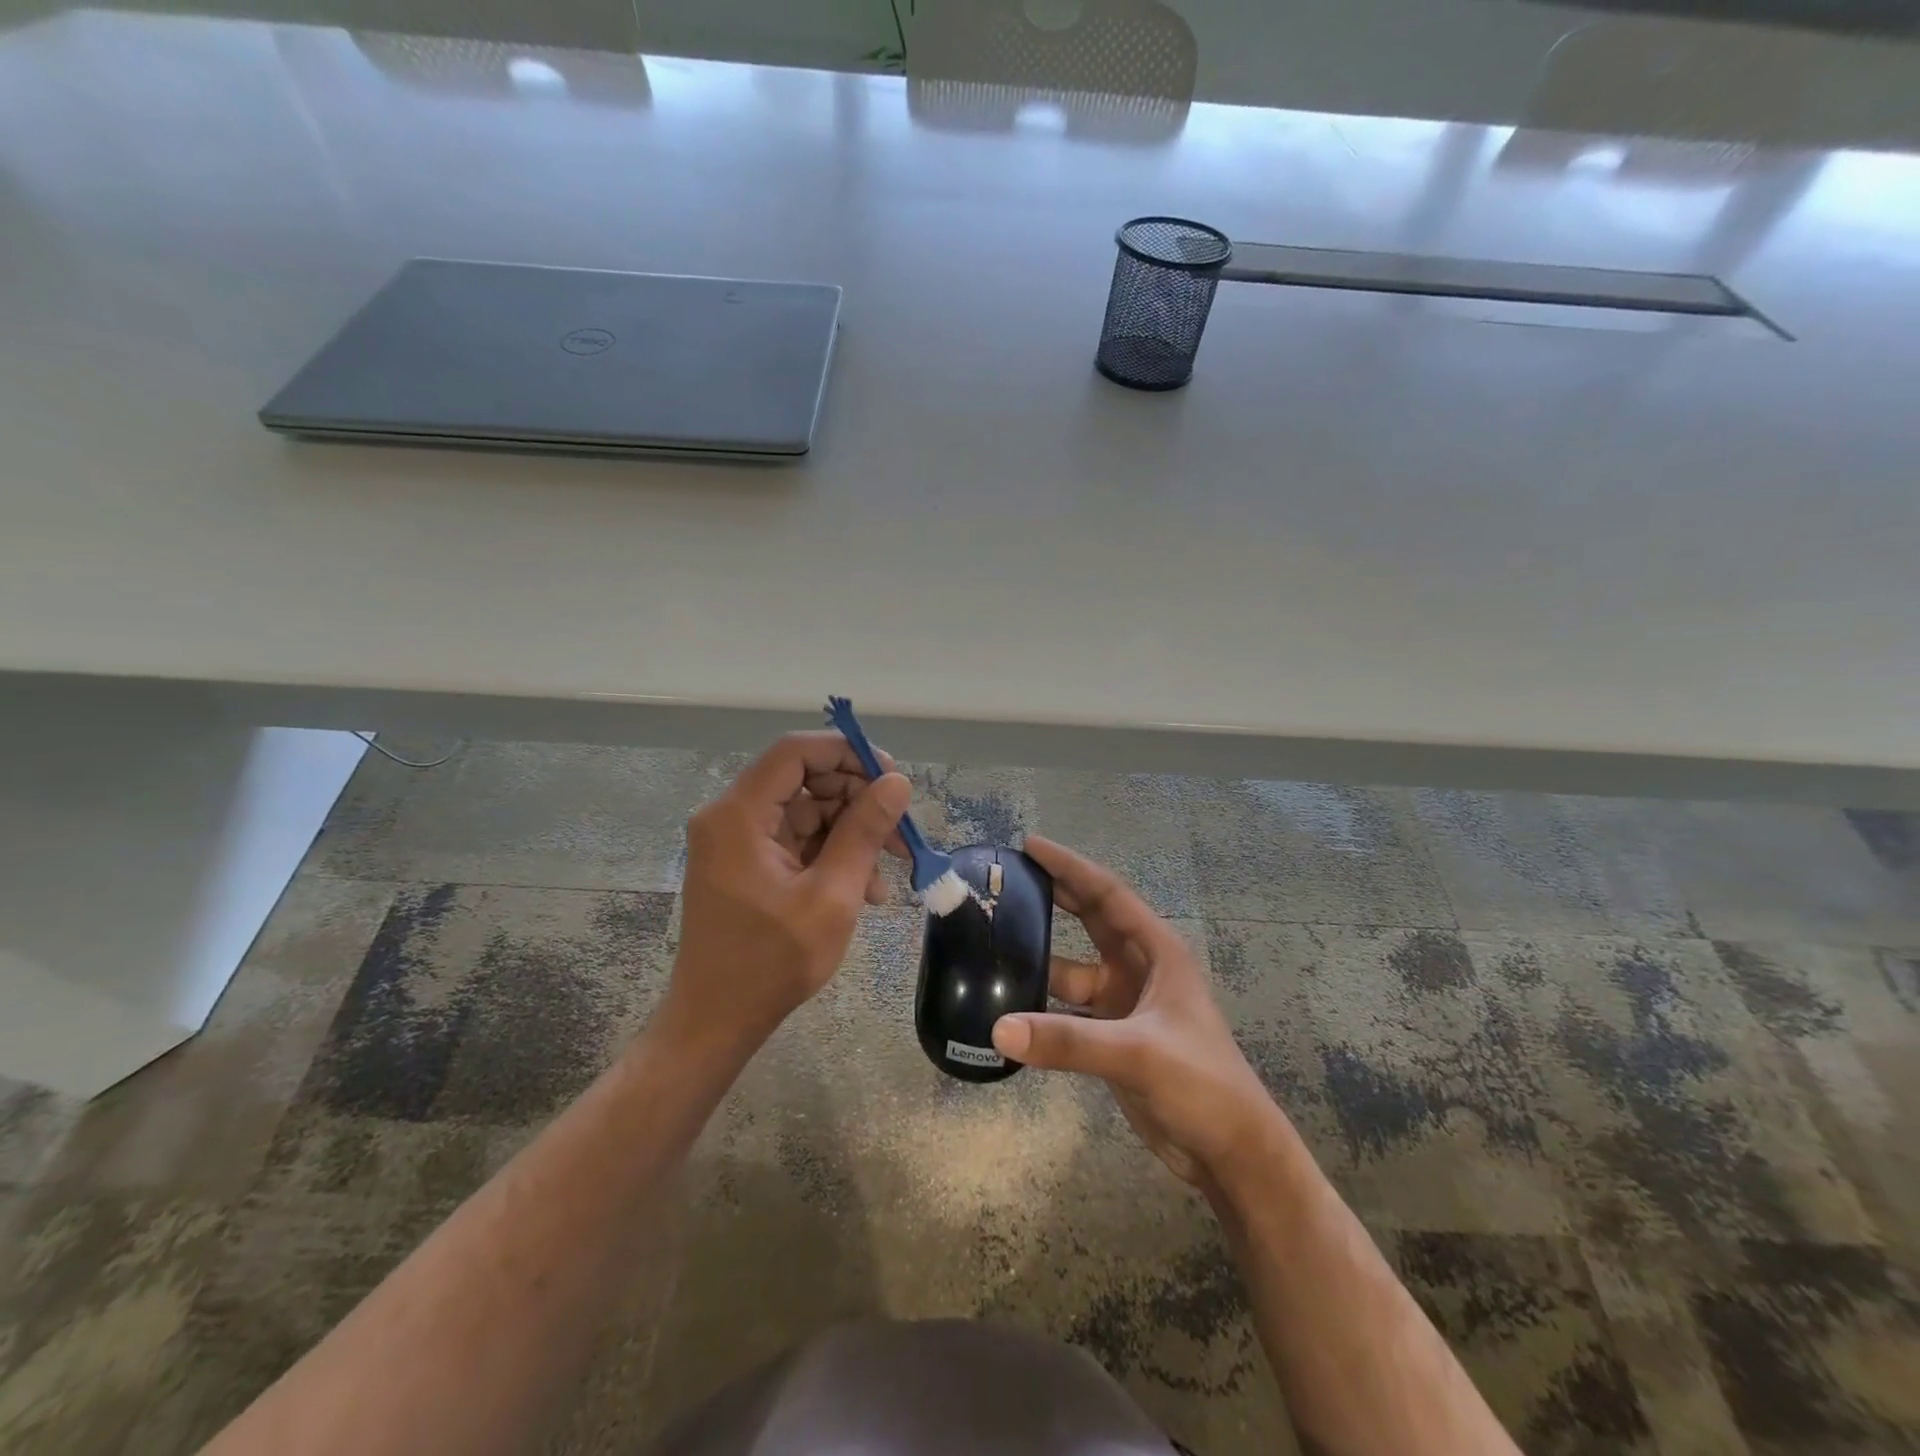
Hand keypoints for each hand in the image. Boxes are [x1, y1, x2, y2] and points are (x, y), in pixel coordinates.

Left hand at [666, 732, 909, 1051]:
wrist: (716, 1023)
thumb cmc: (771, 963)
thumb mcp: (832, 896)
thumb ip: (864, 832)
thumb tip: (897, 783)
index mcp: (738, 815)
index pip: (795, 752)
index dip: (847, 754)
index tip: (891, 779)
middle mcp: (731, 817)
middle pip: (804, 781)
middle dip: (857, 801)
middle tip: (900, 832)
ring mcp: (737, 841)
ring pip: (807, 812)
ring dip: (851, 834)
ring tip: (890, 871)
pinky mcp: (747, 863)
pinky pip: (798, 841)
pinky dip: (832, 856)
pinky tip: (866, 889)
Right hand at [991, 836, 1279, 1190]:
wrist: (1230, 1152)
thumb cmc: (1201, 1083)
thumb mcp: (1137, 1052)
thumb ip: (1068, 1040)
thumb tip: (998, 1029)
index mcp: (1157, 951)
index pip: (1108, 894)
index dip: (1070, 867)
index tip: (1029, 846)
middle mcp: (1138, 968)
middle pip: (1090, 920)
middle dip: (1053, 897)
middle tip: (1005, 881)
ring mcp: (1124, 1004)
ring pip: (1073, 968)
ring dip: (1040, 957)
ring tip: (993, 942)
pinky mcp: (1112, 1037)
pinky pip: (1067, 1010)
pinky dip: (1041, 1005)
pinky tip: (1007, 1004)